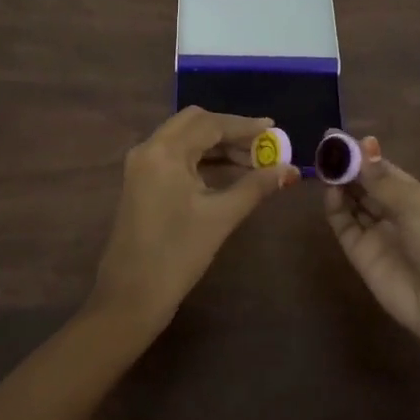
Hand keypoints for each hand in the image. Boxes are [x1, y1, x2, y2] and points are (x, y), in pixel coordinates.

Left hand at [90, 107, 297, 334]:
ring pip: (184, 137)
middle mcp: (149, 148)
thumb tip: (289, 170)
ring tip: (251, 161)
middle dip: (229, 131)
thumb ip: (256, 186)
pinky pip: (174, 154)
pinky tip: (225, 171)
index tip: (274, 129)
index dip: (244, 126)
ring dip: (216, 144)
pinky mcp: (140, 181)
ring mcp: (141, 165)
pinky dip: (200, 156)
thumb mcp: (221, 216)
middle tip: (261, 145)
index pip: (210, 124)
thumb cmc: (178, 254)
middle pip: (194, 123)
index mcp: (165, 151)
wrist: (130, 297)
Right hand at [324, 136, 419, 353]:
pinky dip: (335, 208)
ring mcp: (376, 233)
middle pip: (364, 185)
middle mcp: (393, 212)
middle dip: (347, 167)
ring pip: (351, 202)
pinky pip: (344, 226)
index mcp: (413, 196)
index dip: (364, 155)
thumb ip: (382, 179)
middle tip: (326, 149)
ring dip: (340, 184)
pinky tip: (331, 191)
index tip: (341, 139)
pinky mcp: (361, 255)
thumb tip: (364, 145)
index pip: (382, 170)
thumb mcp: (415, 205)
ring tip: (325, 166)